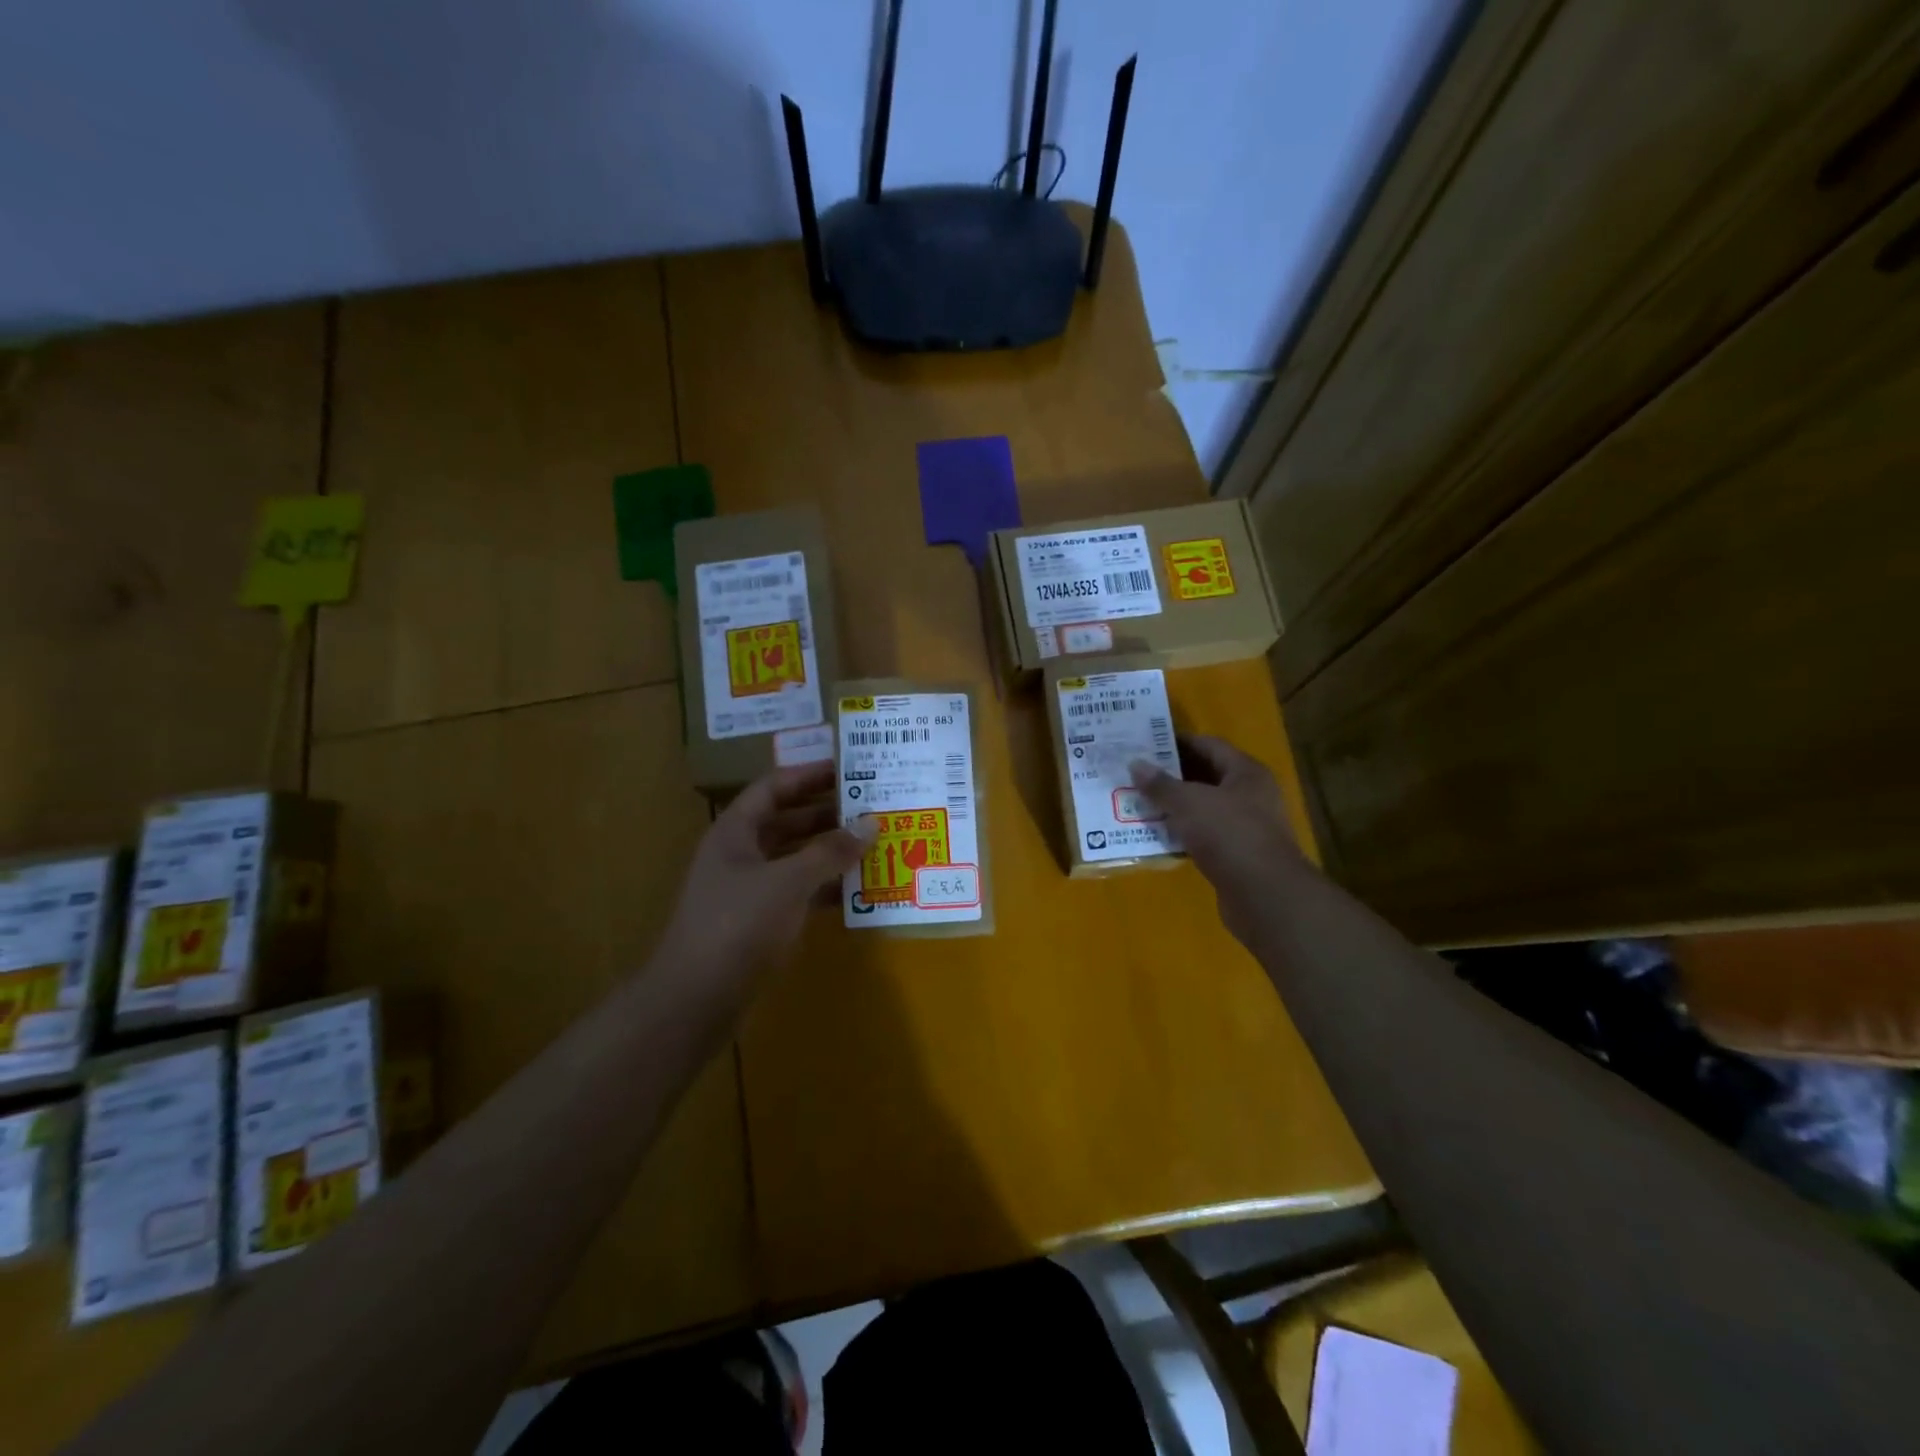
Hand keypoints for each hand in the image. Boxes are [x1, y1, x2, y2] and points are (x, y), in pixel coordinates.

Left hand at [657, 761, 876, 983]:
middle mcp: (740, 854)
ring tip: (872, 843)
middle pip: (786, 821)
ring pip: (794, 858)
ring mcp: (748, 889)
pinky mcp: (758, 922)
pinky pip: (797, 892)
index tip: (848, 768)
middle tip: (871, 806)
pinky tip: (857, 889)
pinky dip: (824, 887)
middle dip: (827, 813)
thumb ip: (830, 851)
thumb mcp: (788, 881)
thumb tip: (871, 822)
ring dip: (829, 851)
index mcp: (735, 832)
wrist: (695, 999)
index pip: (774, 788)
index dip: (809, 775)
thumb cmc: (738, 925)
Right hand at [1130, 735, 1301, 945]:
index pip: (1208, 745)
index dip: (1176, 742)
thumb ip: (1160, 784)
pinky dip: (1181, 833)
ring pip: (1203, 808)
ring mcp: (1246, 827)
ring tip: (1138, 802)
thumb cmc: (1229, 835)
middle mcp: (1251, 795)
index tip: (1144, 743)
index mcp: (1246, 772)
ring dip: (1174, 807)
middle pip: (1206, 776)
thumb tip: (1135, 763)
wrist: (1264, 895)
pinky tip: (1155, 835)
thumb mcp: (1188, 803)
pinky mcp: (1237, 856)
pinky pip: (1204, 836)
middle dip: (1171, 775)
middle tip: (1136, 773)